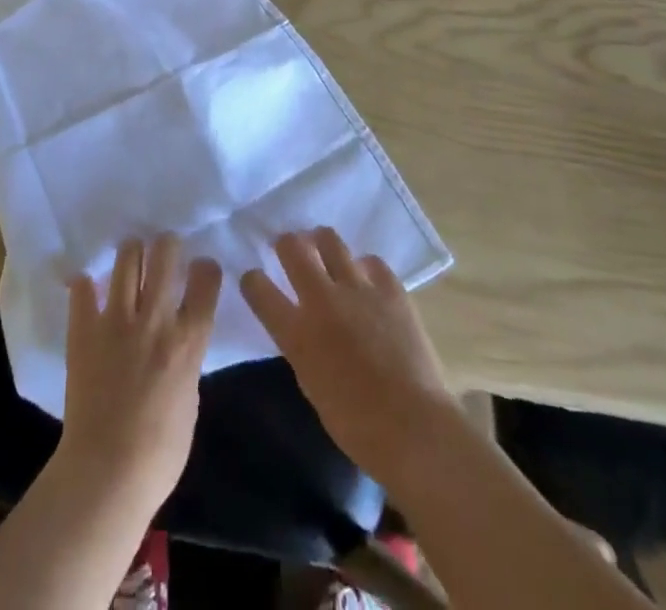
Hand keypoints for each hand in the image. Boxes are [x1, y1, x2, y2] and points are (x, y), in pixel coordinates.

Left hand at [57, 236, 222, 507]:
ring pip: (127, 258)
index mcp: (188, 339)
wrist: (106, 474)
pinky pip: (83, 289)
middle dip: (168, 245)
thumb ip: (187, 360)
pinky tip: (89, 287)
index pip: (206, 279)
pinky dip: (86, 285)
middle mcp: (155, 319)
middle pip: (166, 254)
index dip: (206, 268)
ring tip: (131, 256)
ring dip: (132, 252)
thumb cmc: (160, 453)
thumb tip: (179, 341)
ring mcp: (116, 320)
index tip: (201, 270)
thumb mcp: (190, 400)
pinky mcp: (84, 330)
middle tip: (164, 251)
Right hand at [241, 228, 459, 483]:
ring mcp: (358, 288)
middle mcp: (322, 299)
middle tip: (289, 250)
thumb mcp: (311, 383)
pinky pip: (371, 260)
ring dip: (321, 243)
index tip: (256, 280)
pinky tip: (366, 280)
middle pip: (292, 247)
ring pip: (329, 239)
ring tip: (324, 251)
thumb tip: (302, 325)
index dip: (253, 280)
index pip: (258, 287)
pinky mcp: (390, 287)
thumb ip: (301, 345)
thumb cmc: (356, 423)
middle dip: (285, 244)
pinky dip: (363, 267)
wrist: (413, 426)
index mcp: (297, 331)